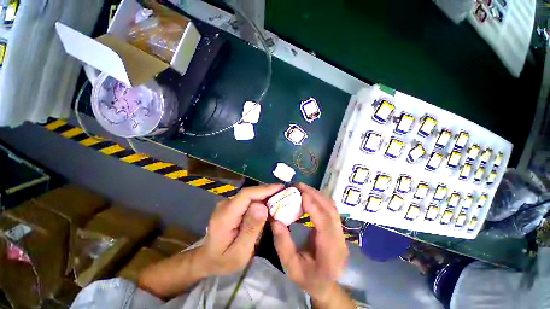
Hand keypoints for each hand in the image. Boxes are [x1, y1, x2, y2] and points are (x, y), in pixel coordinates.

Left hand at [198, 184, 283, 275]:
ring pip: (250, 195)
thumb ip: (250, 229)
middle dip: (268, 192)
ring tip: (280, 199)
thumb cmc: (223, 260)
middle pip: (250, 193)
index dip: (264, 189)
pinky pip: (248, 200)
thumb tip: (263, 206)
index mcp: (225, 215)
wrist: (207, 259)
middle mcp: (225, 204)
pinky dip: (260, 201)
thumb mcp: (239, 253)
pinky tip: (269, 205)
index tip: (281, 188)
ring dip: (265, 196)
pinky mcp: (232, 206)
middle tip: (285, 194)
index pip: (246, 195)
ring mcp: (228, 204)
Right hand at [271, 183, 348, 302]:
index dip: (314, 207)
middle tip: (298, 186)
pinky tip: (308, 196)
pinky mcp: (338, 228)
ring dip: (317, 195)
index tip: (301, 194)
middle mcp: (340, 241)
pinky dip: (319, 199)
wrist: (325, 285)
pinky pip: (330, 209)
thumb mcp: (290, 266)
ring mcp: (341, 234)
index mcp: (330, 255)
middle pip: (331, 212)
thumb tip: (275, 219)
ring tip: (302, 188)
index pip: (325, 226)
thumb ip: (282, 244)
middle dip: (315, 195)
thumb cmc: (307, 278)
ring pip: (332, 208)